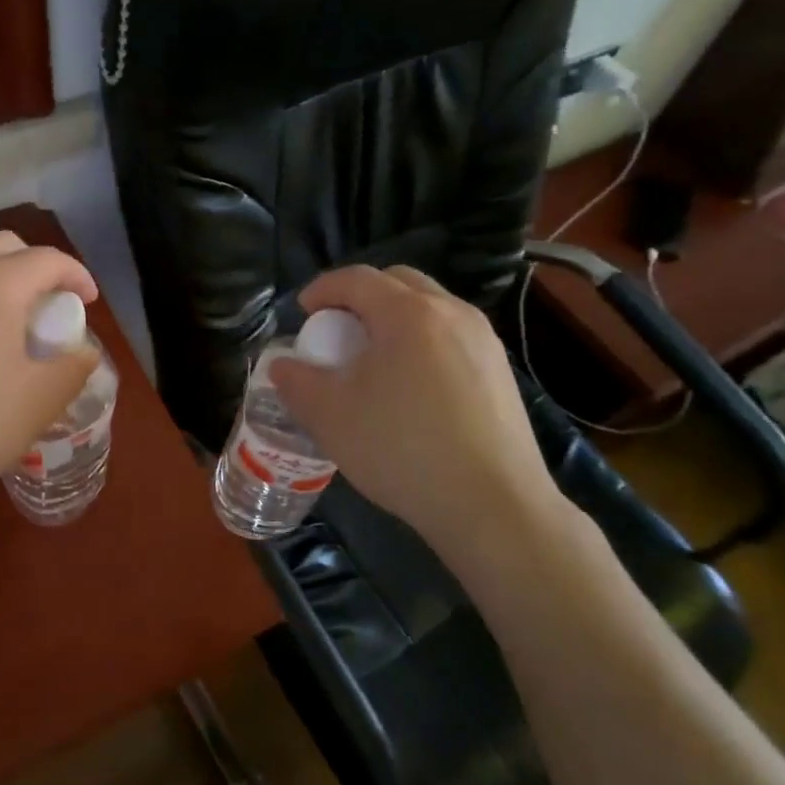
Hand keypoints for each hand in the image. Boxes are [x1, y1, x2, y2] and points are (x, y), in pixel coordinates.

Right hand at [268, 265, 568, 560]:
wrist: (494, 506)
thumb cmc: (402, 449)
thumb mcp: (329, 416)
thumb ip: (296, 381)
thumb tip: (282, 365)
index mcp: (408, 313)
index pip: (357, 278)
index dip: (323, 288)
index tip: (302, 311)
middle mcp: (451, 313)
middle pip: (398, 282)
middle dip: (361, 296)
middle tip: (338, 329)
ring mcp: (484, 341)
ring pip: (430, 308)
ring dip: (394, 318)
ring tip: (374, 359)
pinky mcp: (501, 372)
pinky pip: (451, 336)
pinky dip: (422, 342)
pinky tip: (411, 387)